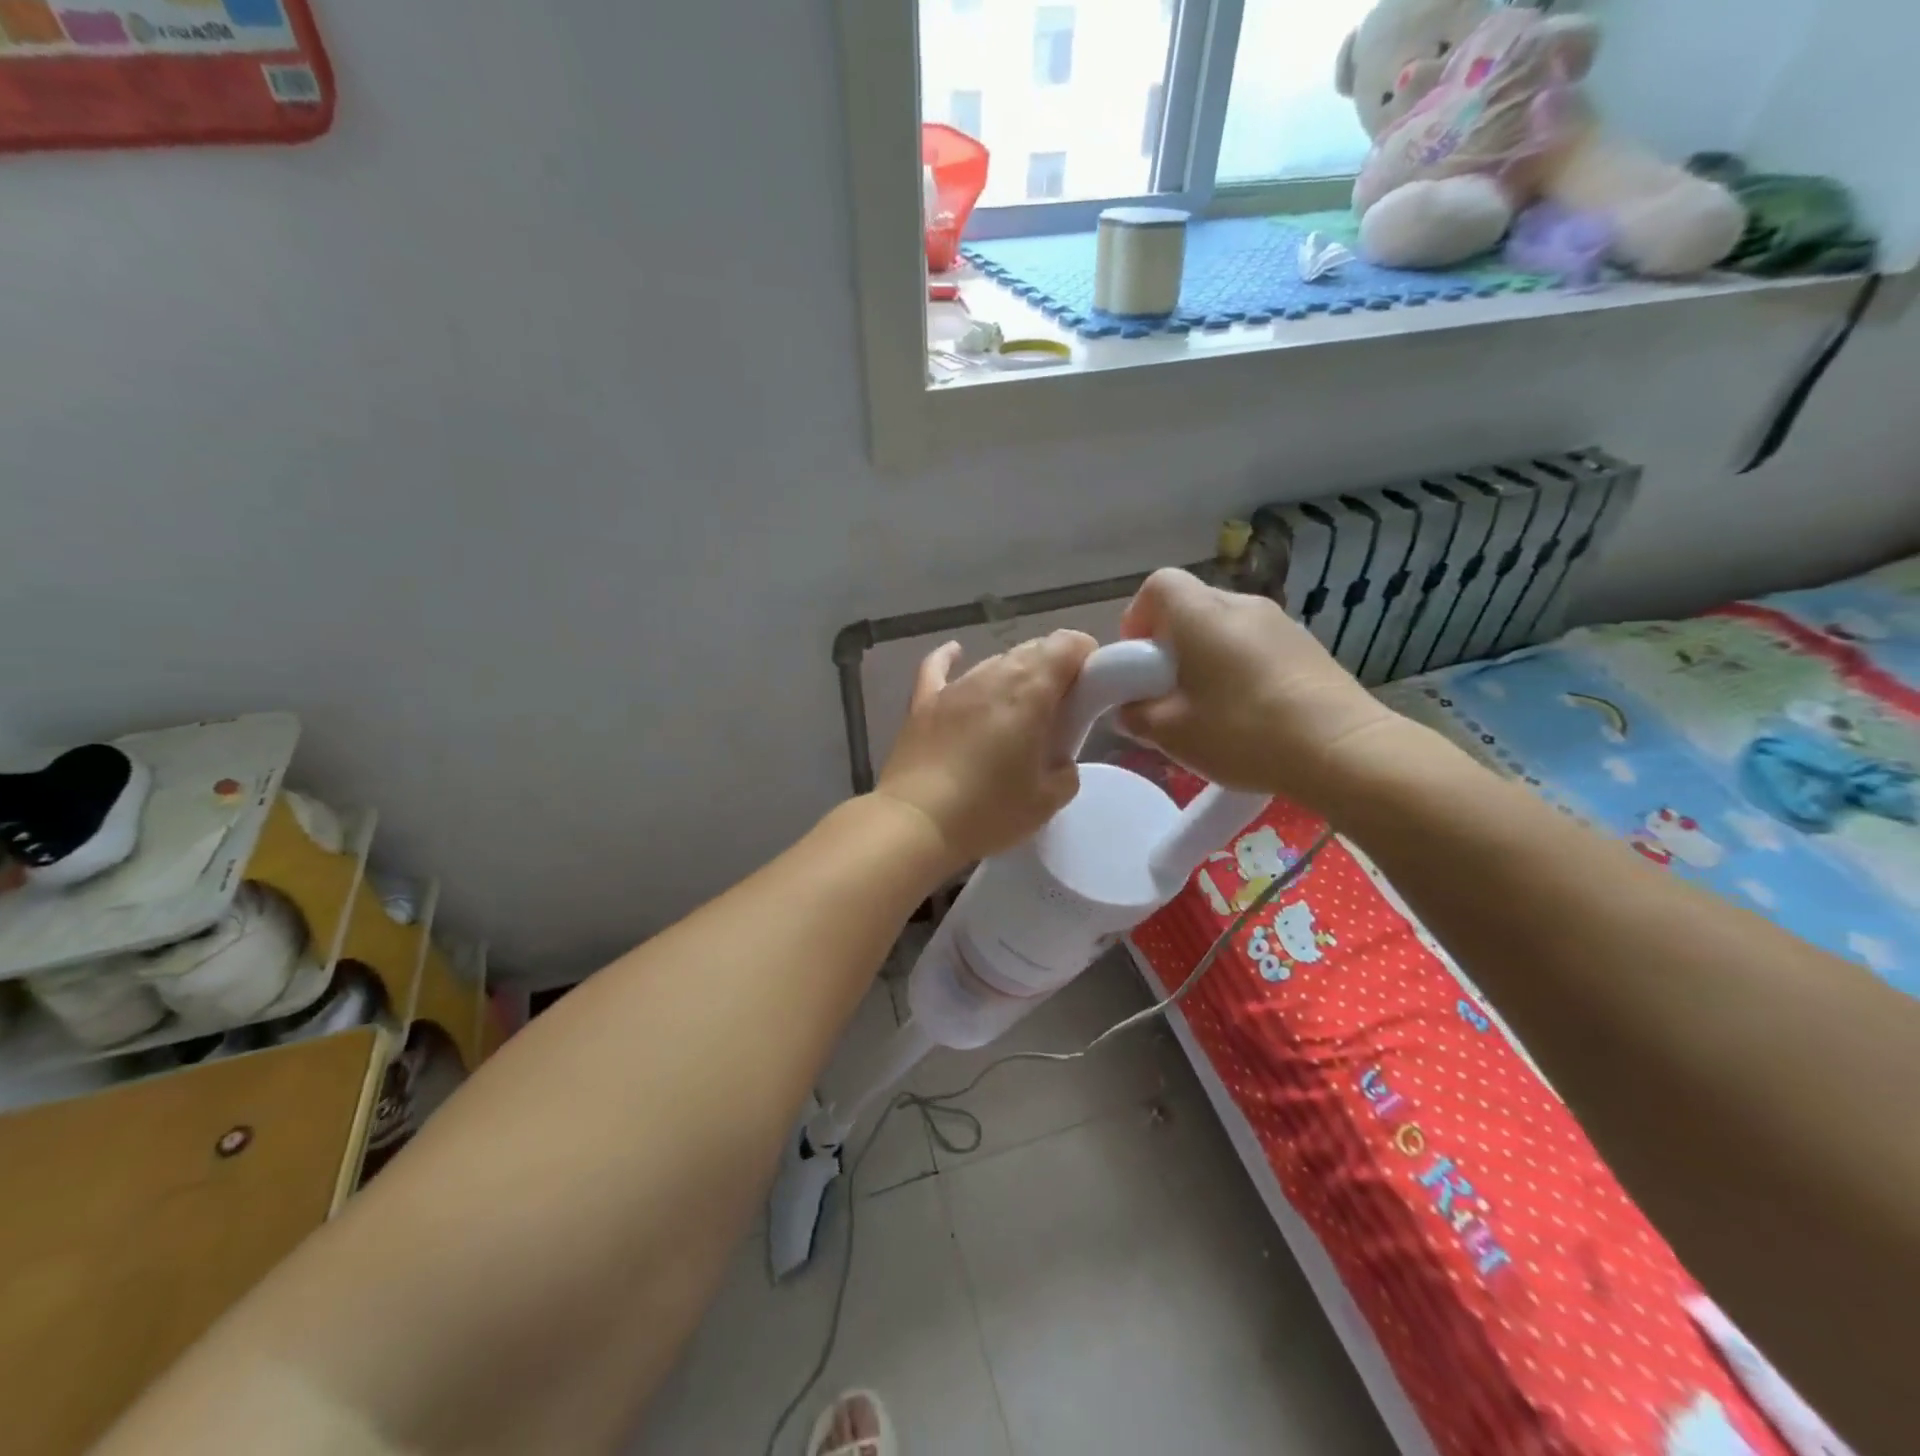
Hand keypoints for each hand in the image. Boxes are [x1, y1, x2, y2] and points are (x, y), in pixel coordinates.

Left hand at [876, 631, 1097, 865]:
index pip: (1067, 645)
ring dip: (1013, 675)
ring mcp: (955, 686)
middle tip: (1059, 707)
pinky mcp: (924, 701)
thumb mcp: (1046, 801)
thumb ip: (1065, 772)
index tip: (1091, 683)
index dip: (1085, 655)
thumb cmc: (988, 810)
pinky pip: (938, 667)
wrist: (917, 822)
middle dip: (1053, 668)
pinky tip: (956, 653)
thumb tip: (1059, 762)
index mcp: (1031, 691)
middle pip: (1032, 650)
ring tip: (1018, 707)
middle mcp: (994, 675)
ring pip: (994, 661)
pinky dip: (951, 659)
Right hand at [1117, 568, 1404, 812]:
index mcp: (1201, 616)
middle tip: (1168, 690)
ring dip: (1207, 656)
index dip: (1138, 617)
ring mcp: (1281, 623)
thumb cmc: (1242, 732)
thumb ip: (1138, 715)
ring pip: (1226, 627)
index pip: (1158, 585)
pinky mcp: (1308, 647)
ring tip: (1208, 706)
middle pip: (1192, 606)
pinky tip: (1247, 711)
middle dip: (1171, 643)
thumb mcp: (1172, 733)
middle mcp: (1241, 605)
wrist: (1341, 749)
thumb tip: (1129, 710)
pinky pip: (1257, 644)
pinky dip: (1240, 666)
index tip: (1138, 661)